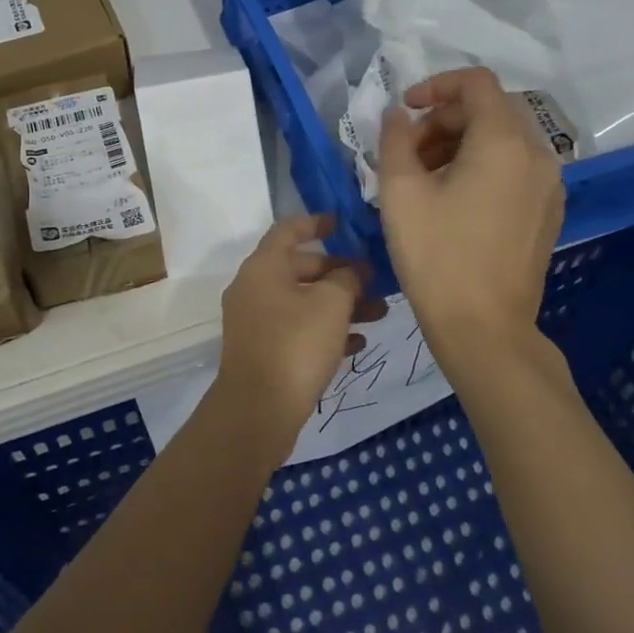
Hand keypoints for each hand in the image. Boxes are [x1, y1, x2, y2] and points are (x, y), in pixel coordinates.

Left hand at [216, 215, 388, 447]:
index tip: (343, 223)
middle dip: (340, 273)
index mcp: (263, 266)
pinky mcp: (263, 350)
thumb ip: (347, 279)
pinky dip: (325, 330)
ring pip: (303, 302)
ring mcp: (255, 321)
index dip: (317, 222)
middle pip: (300, 268)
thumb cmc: (296, 344)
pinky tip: (357, 344)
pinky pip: (297, 329)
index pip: (289, 230)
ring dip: (340, 304)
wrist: (258, 409)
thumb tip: (352, 272)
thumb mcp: (331, 304)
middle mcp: (253, 287)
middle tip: (376, 282)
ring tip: (380, 315)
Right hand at [376, 68, 564, 358]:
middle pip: (491, 109)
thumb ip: (395, 140)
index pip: (476, 83)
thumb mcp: (400, 192)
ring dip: (461, 143)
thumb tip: (398, 115)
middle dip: (445, 119)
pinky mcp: (548, 210)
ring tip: (425, 178)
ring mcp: (549, 184)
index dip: (436, 86)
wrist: (484, 327)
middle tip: (408, 152)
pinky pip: (515, 167)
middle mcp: (537, 154)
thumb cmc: (436, 255)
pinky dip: (482, 165)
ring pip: (504, 139)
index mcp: (503, 142)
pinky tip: (453, 200)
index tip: (405, 110)